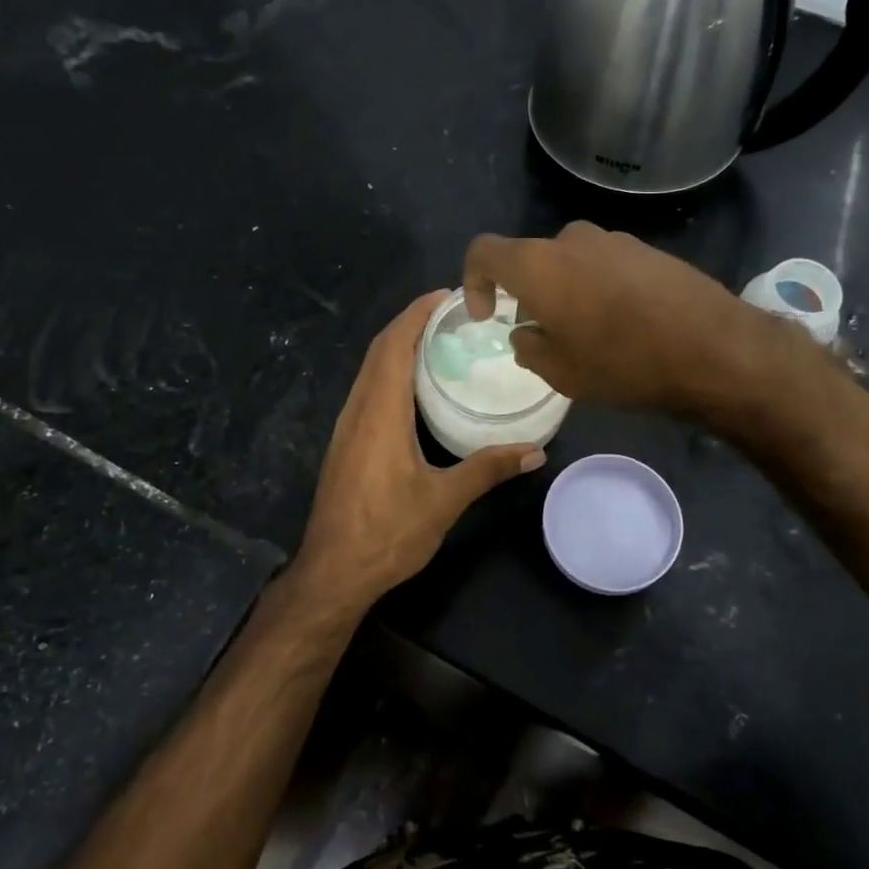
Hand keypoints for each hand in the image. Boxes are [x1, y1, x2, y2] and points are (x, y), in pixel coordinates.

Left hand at [289, 291, 545, 615]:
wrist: (333, 573)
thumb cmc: (387, 533)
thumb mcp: (444, 500)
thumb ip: (488, 469)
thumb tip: (536, 452)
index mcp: (380, 412)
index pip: (394, 344)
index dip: (417, 314)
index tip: (447, 295)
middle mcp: (358, 410)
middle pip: (379, 350)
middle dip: (411, 323)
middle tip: (453, 313)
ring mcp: (347, 427)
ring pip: (370, 370)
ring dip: (398, 346)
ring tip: (439, 340)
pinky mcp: (345, 443)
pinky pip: (368, 390)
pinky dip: (390, 371)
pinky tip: (415, 387)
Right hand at [462, 222, 764, 411]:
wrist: (713, 349)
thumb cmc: (623, 363)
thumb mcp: (560, 372)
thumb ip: (528, 346)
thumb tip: (526, 332)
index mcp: (539, 265)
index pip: (484, 252)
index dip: (474, 281)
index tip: (486, 315)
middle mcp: (572, 240)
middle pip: (532, 259)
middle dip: (527, 293)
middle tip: (543, 333)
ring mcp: (614, 240)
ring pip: (571, 262)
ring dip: (566, 291)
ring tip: (588, 333)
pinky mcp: (648, 249)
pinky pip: (605, 265)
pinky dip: (599, 288)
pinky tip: (623, 323)